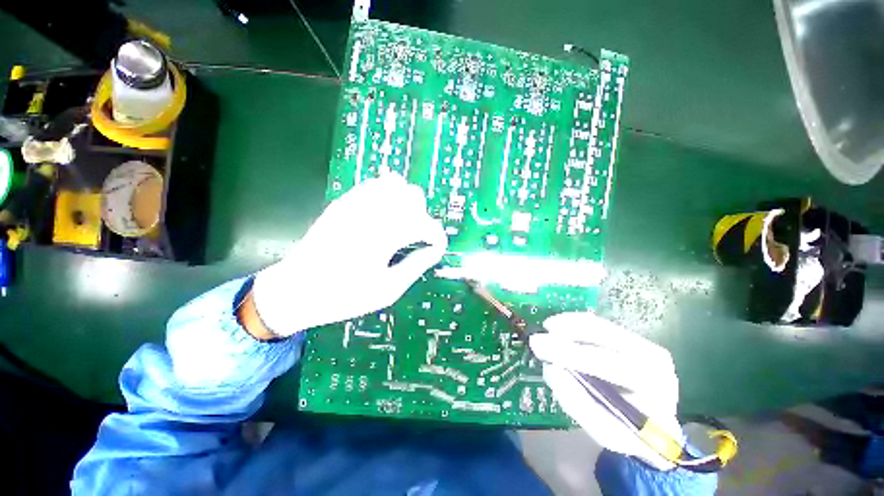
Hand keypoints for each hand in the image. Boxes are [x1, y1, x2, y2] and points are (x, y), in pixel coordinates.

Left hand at [252, 175, 447, 336]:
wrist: (296, 290)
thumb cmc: (344, 296)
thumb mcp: (388, 290)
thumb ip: (417, 265)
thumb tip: (435, 250)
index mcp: (384, 236)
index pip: (425, 224)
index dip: (437, 237)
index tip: (437, 249)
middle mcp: (371, 212)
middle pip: (413, 197)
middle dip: (423, 218)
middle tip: (417, 240)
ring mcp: (355, 202)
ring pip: (396, 185)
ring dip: (406, 204)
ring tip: (402, 226)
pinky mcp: (344, 201)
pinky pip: (375, 185)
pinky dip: (388, 196)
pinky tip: (385, 215)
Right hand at [529, 312, 682, 470]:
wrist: (654, 424)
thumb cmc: (628, 433)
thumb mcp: (602, 429)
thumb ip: (576, 401)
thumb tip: (550, 368)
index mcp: (652, 389)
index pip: (607, 364)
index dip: (569, 353)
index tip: (539, 347)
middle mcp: (654, 360)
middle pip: (603, 337)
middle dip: (564, 334)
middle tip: (537, 337)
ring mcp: (646, 344)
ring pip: (599, 325)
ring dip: (568, 324)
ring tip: (547, 329)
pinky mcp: (635, 337)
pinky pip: (599, 324)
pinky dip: (575, 323)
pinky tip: (560, 328)